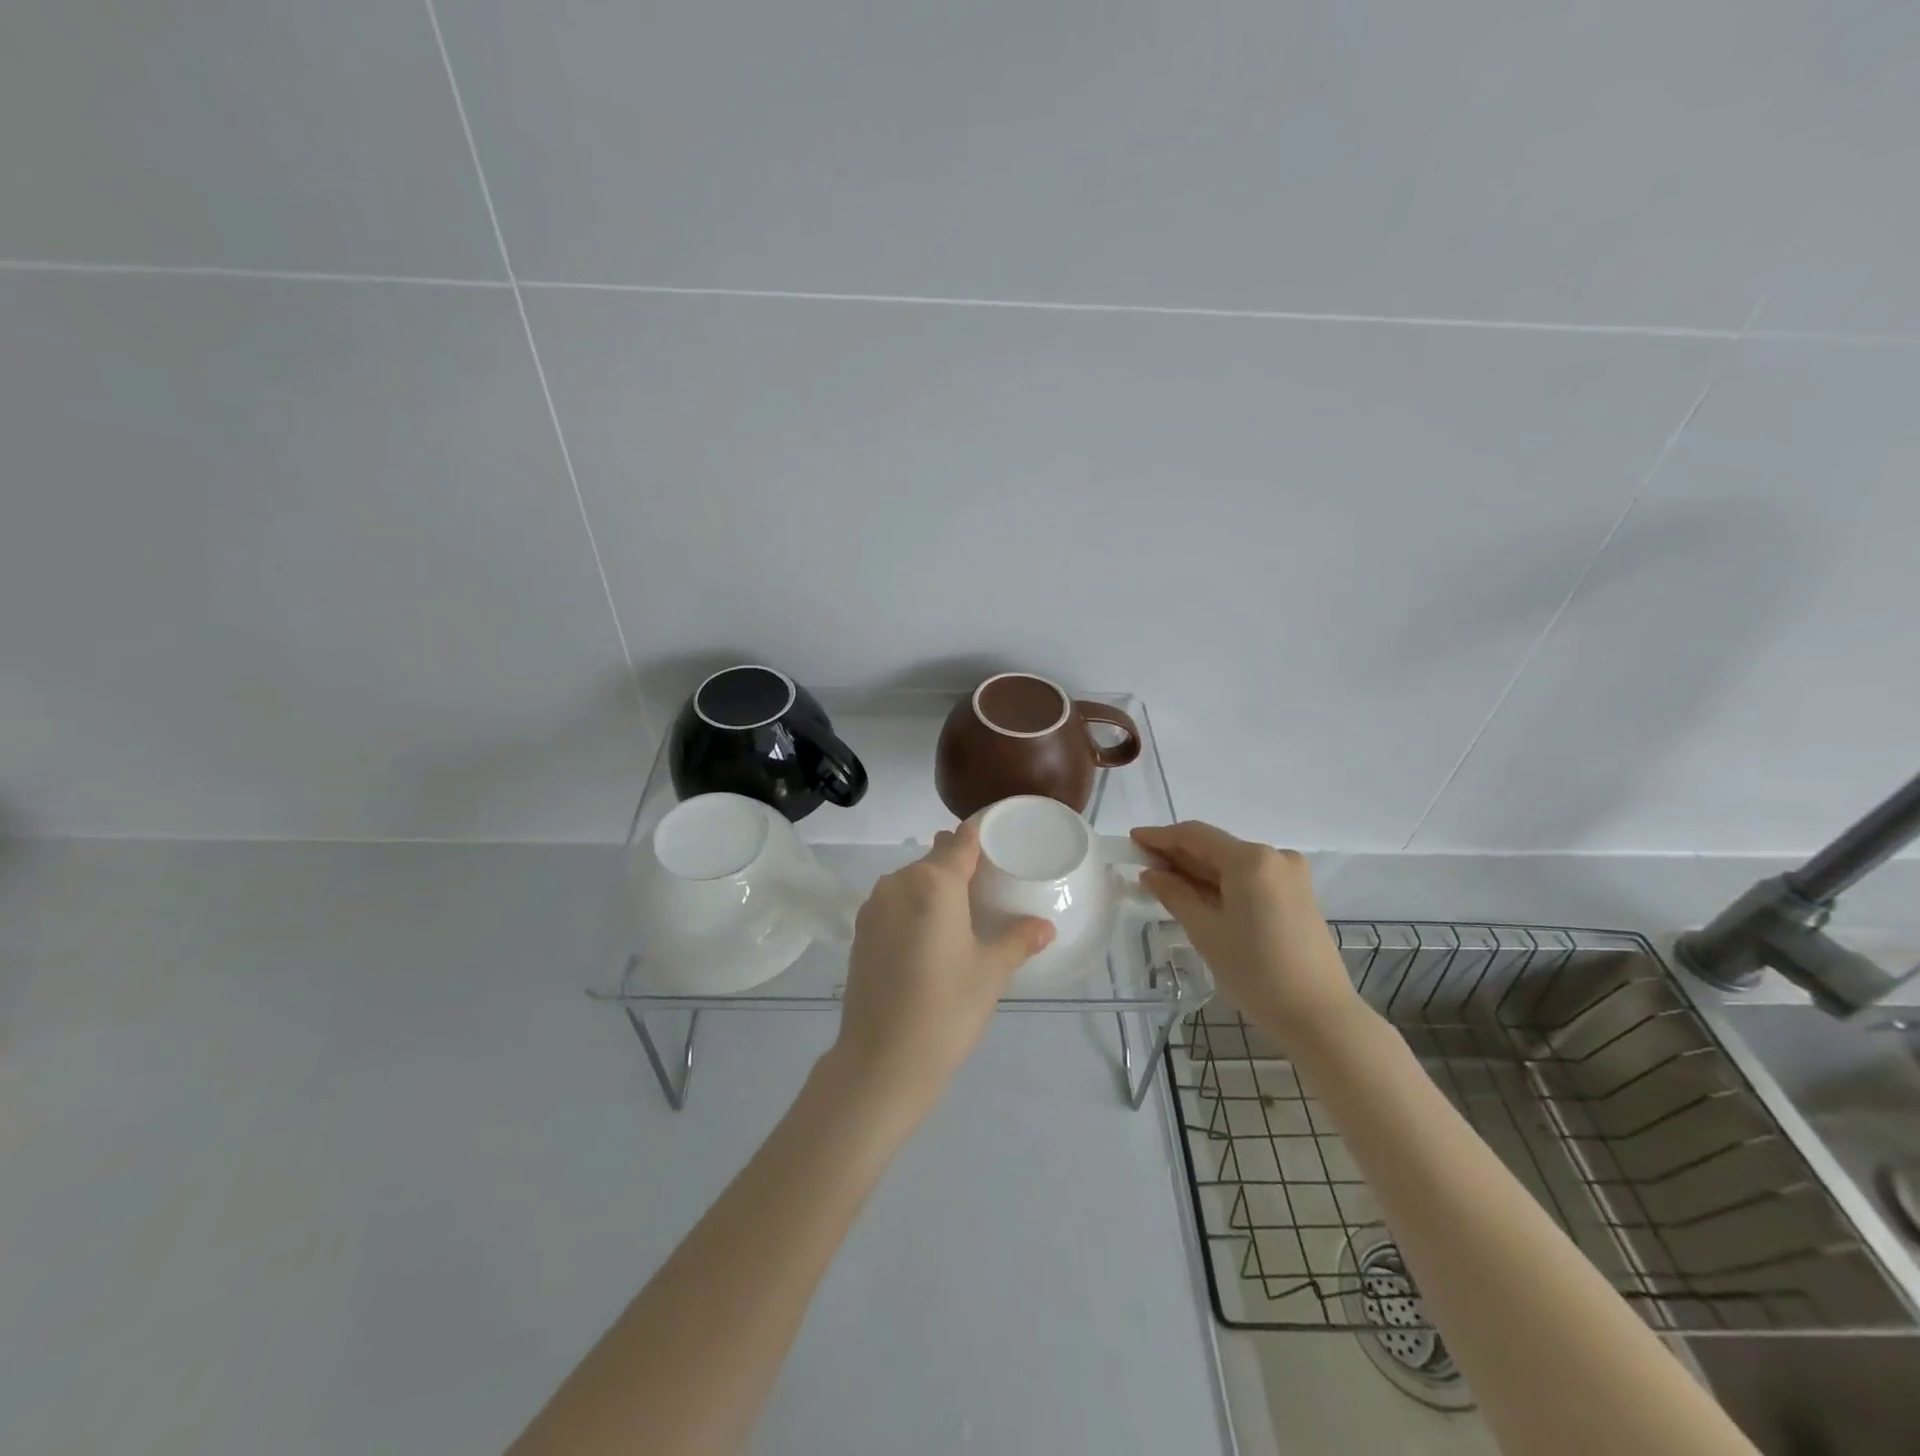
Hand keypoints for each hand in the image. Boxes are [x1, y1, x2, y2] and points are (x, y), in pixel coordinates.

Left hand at [829, 823, 1054, 1119]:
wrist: (881, 1060)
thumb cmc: (946, 1009)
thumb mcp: (991, 972)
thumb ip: (1017, 940)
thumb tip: (1044, 926)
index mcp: (934, 882)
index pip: (962, 841)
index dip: (981, 835)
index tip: (1002, 837)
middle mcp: (899, 883)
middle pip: (935, 859)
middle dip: (960, 865)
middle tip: (989, 885)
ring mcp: (874, 906)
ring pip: (911, 881)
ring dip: (934, 888)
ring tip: (960, 913)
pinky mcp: (860, 931)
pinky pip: (894, 903)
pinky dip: (914, 908)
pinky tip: (929, 936)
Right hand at [1132, 821, 1359, 1043]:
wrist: (1320, 1016)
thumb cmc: (1256, 973)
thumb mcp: (1206, 932)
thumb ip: (1175, 895)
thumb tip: (1151, 874)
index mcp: (1251, 860)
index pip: (1195, 836)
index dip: (1160, 836)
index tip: (1133, 840)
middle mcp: (1274, 857)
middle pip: (1215, 847)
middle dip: (1178, 855)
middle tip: (1142, 865)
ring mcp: (1290, 875)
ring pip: (1232, 863)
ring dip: (1199, 871)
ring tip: (1164, 882)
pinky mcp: (1297, 895)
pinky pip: (1250, 878)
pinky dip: (1222, 883)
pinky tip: (1198, 896)